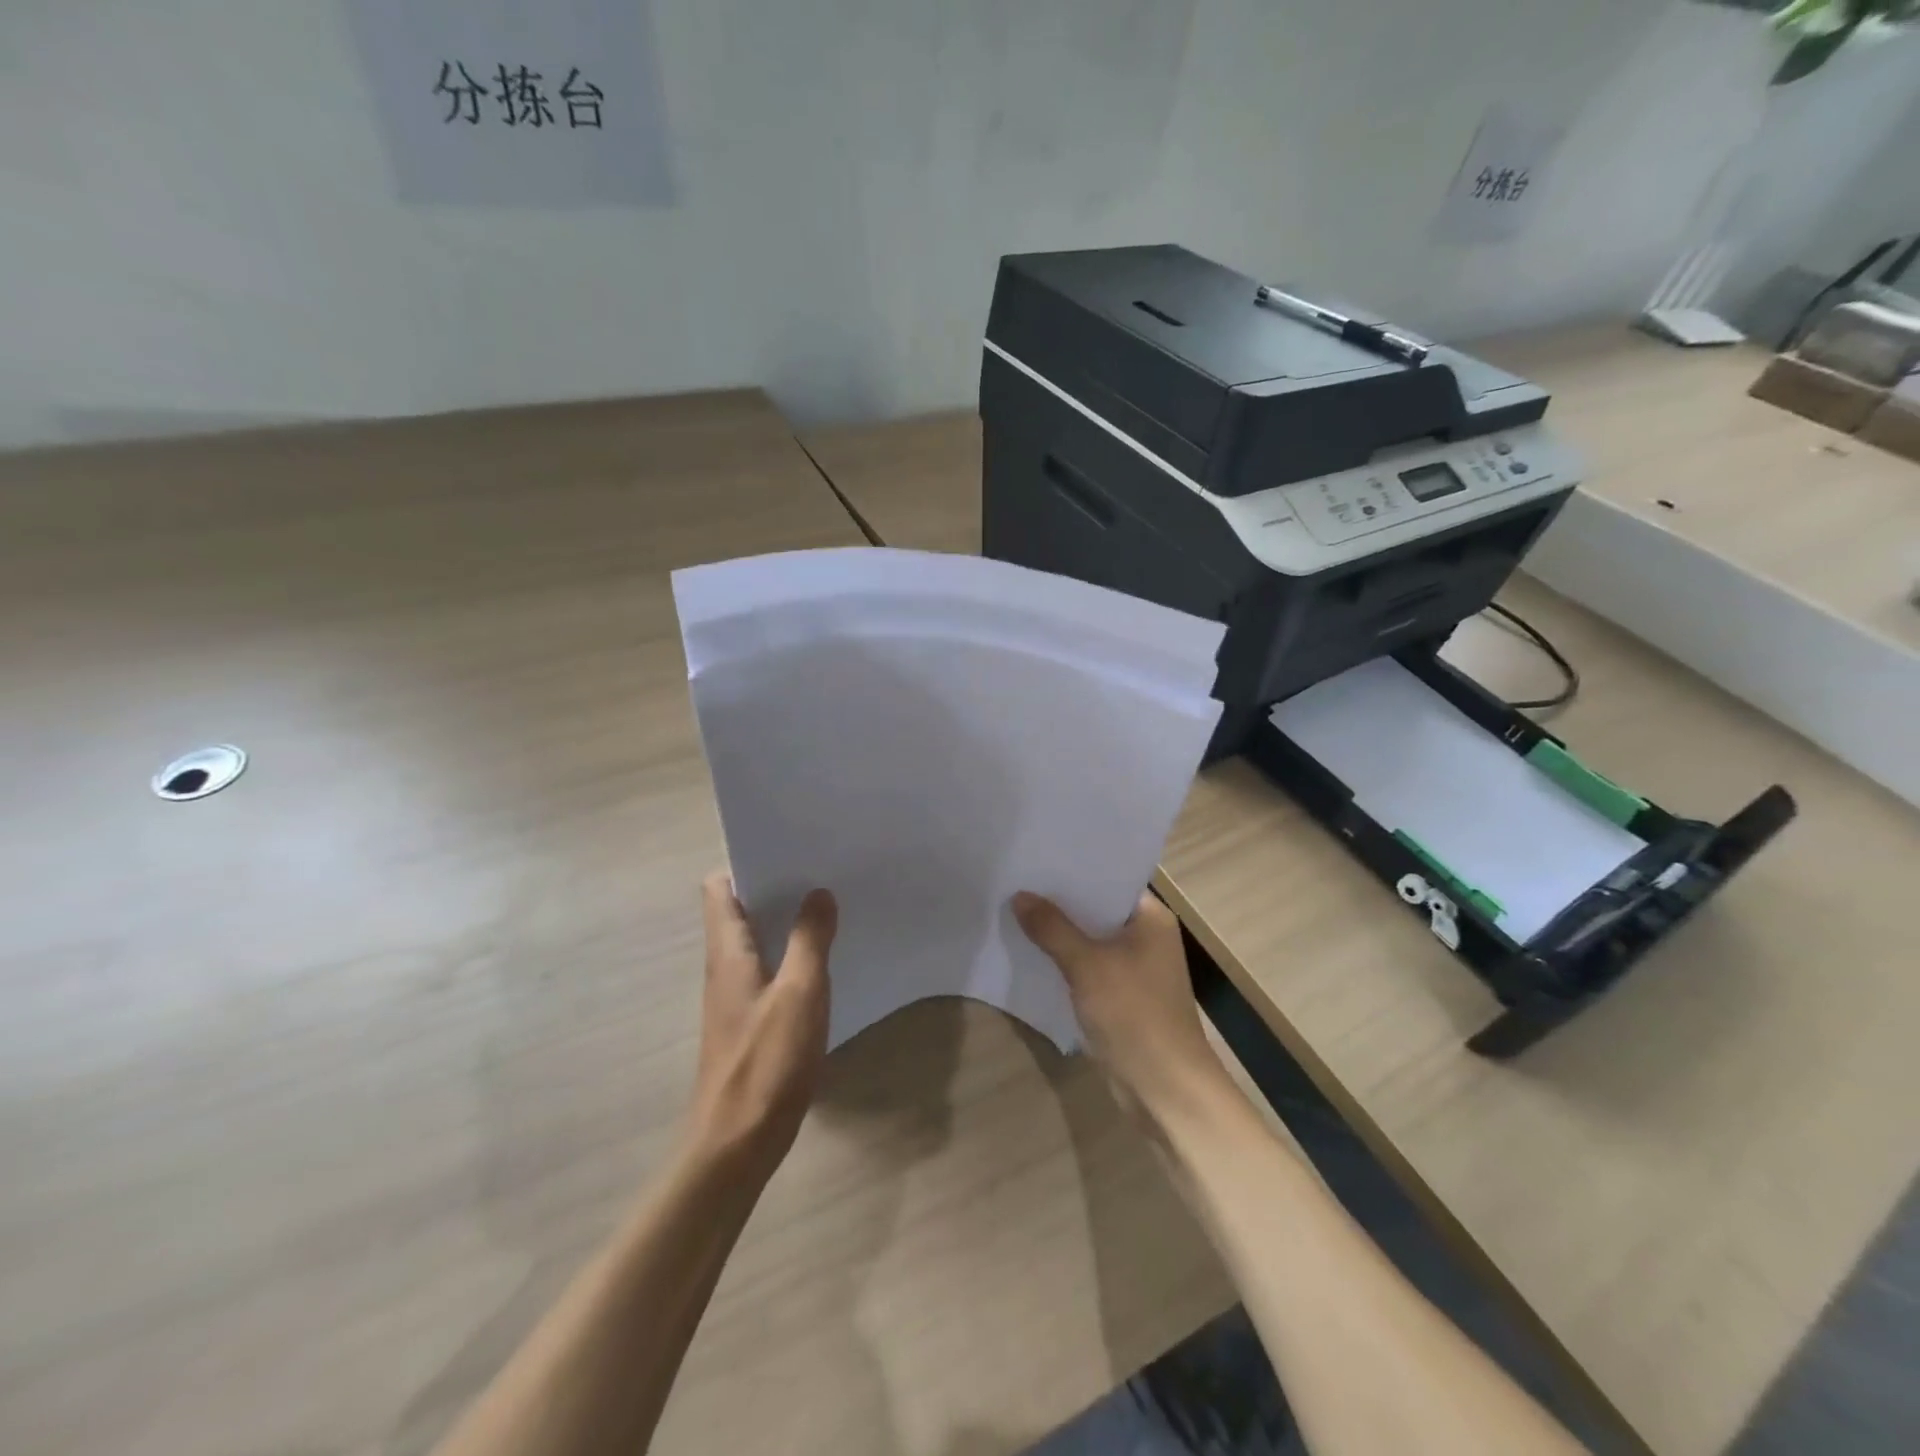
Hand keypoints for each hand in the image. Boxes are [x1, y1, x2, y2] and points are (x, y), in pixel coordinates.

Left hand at [687, 871, 837, 1181]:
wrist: (736, 1143)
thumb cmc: (766, 1062)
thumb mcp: (800, 993)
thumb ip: (810, 939)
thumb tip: (818, 892)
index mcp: (728, 951)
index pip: (718, 887)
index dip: (746, 862)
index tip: (788, 849)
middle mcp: (725, 966)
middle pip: (740, 908)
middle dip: (777, 885)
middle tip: (821, 870)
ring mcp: (736, 995)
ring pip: (758, 939)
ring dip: (786, 920)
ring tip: (830, 904)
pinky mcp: (750, 1021)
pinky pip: (770, 969)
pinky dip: (792, 954)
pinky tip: (825, 960)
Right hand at [1012, 890, 1226, 1123]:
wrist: (1165, 1089)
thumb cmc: (1134, 1014)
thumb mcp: (1087, 965)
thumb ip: (1052, 928)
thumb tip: (1020, 895)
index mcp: (1151, 917)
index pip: (1109, 879)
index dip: (1074, 869)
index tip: (1036, 855)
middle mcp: (1146, 936)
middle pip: (1096, 909)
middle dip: (1059, 901)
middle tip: (1015, 879)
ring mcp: (1134, 968)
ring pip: (1089, 940)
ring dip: (1058, 933)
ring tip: (1014, 909)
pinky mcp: (1120, 997)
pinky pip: (1087, 967)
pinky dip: (1063, 961)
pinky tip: (1029, 952)